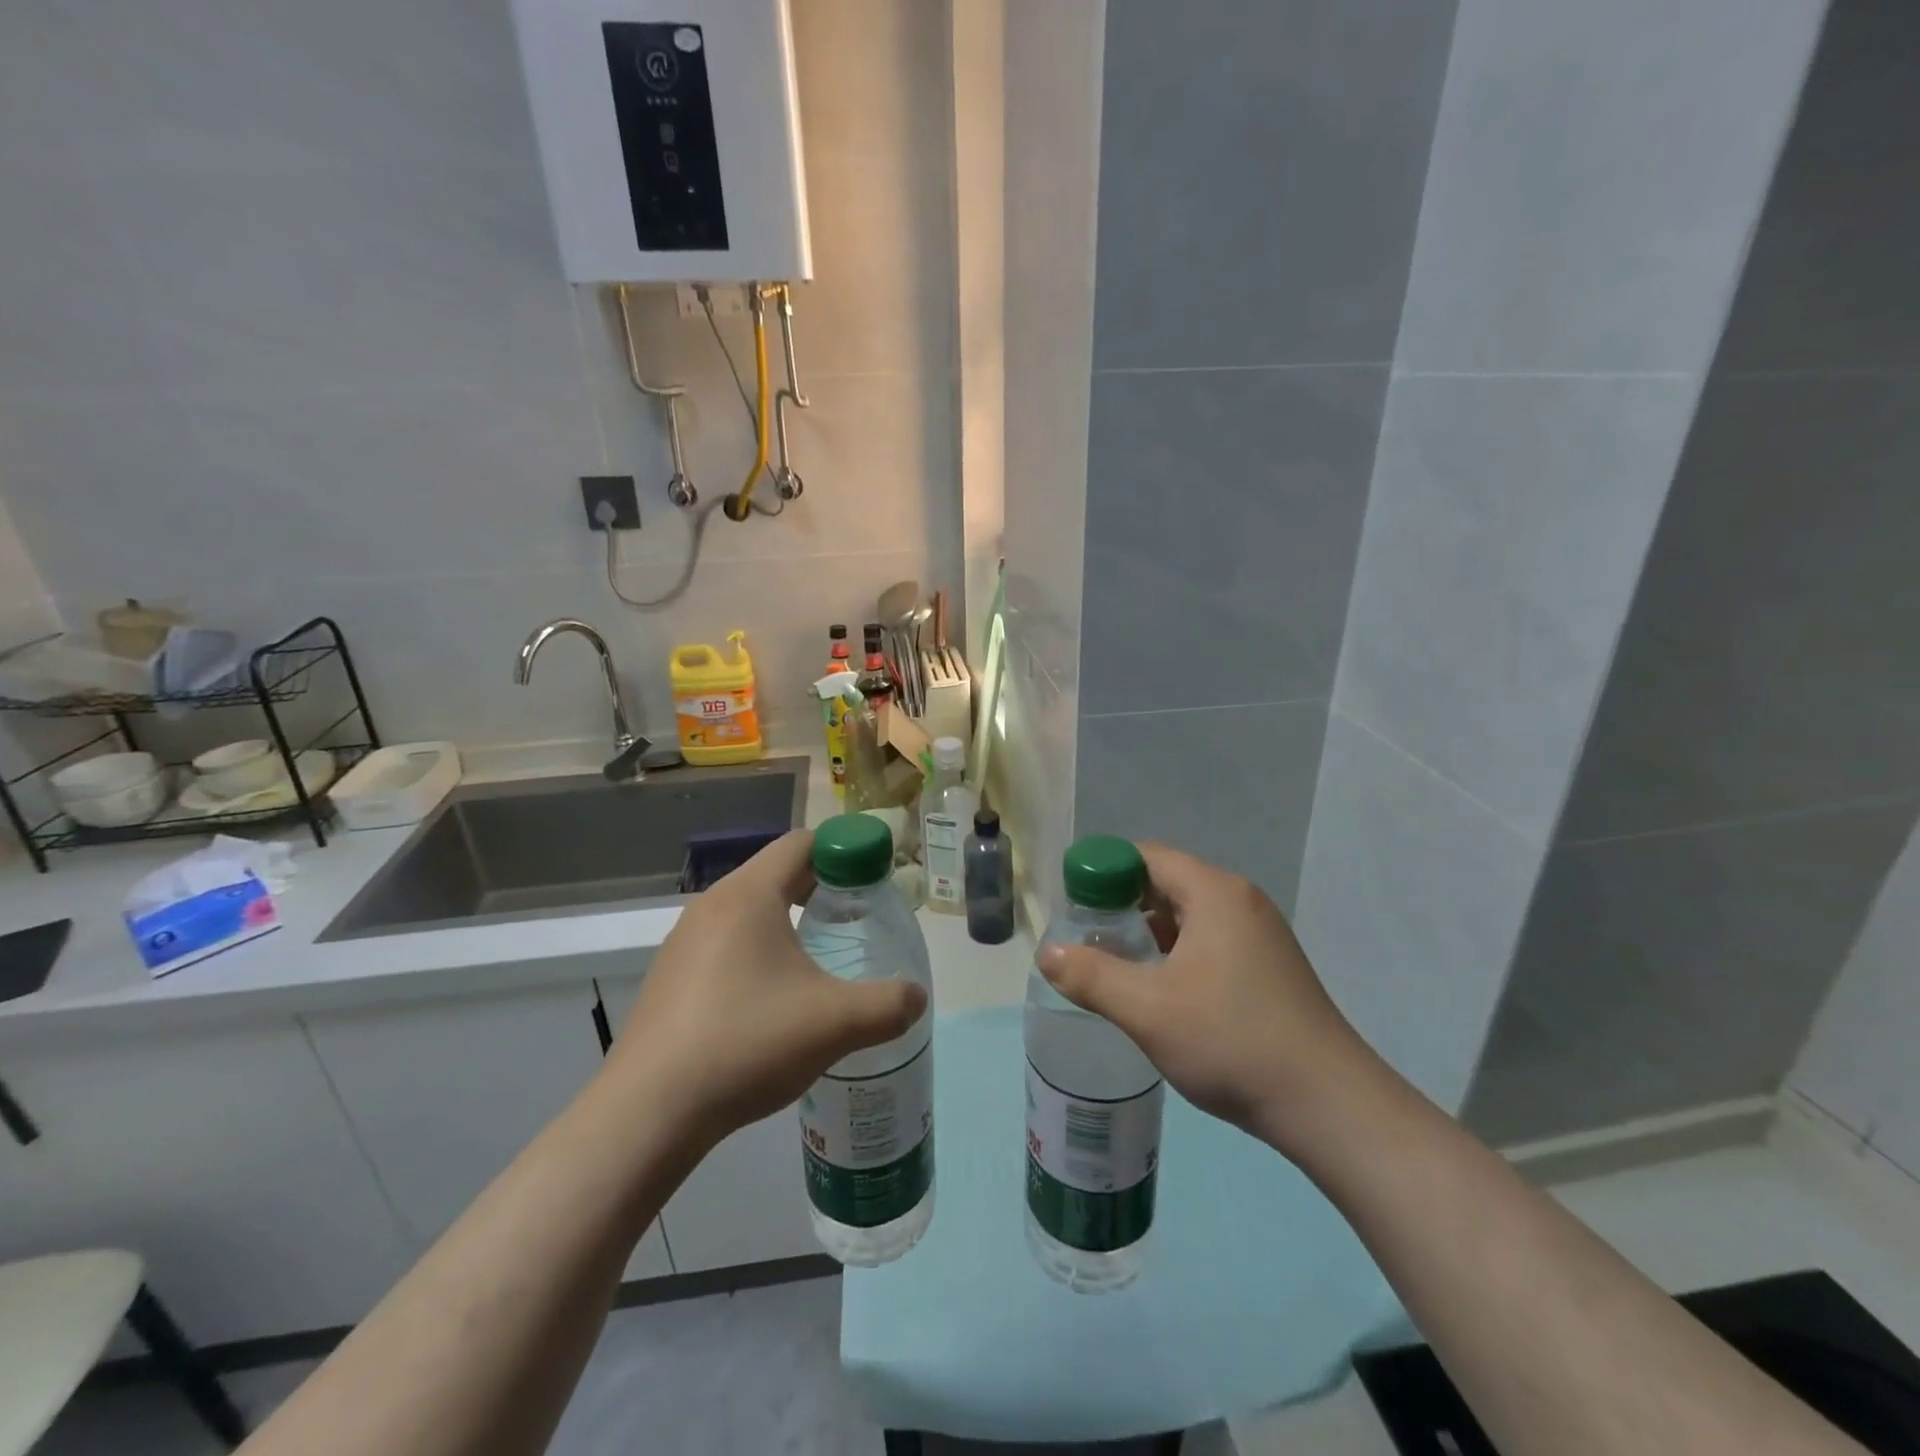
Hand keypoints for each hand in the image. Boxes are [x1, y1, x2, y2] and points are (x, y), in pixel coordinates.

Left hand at [602, 830, 926, 1148]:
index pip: (802, 843)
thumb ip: (889, 1004)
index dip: (844, 851)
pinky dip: (756, 950)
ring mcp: (683, 942)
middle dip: (821, 887)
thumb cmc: (747, 1044)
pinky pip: (724, 943)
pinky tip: (770, 999)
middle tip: (856, 918)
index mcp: (749, 895)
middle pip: (776, 873)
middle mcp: (712, 905)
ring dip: (787, 920)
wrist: (648, 1112)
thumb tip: (917, 997)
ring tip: (818, 959)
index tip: (873, 880)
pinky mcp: (670, 977)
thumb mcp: (835, 1024)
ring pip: (748, 909)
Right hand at [1037, 844, 1383, 1154]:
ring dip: (1148, 933)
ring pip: (1188, 914)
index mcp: (1214, 892)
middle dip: (1121, 906)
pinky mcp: (1268, 966)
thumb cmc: (1232, 1041)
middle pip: (1166, 882)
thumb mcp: (1147, 1009)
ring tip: (1115, 966)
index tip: (1074, 907)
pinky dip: (1176, 952)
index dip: (1103, 873)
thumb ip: (1090, 976)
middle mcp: (1240, 900)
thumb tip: (1046, 952)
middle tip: (1087, 940)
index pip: (1146, 856)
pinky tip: (1159, 989)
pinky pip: (1209, 939)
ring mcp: (1259, 934)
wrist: (1329, 1105)